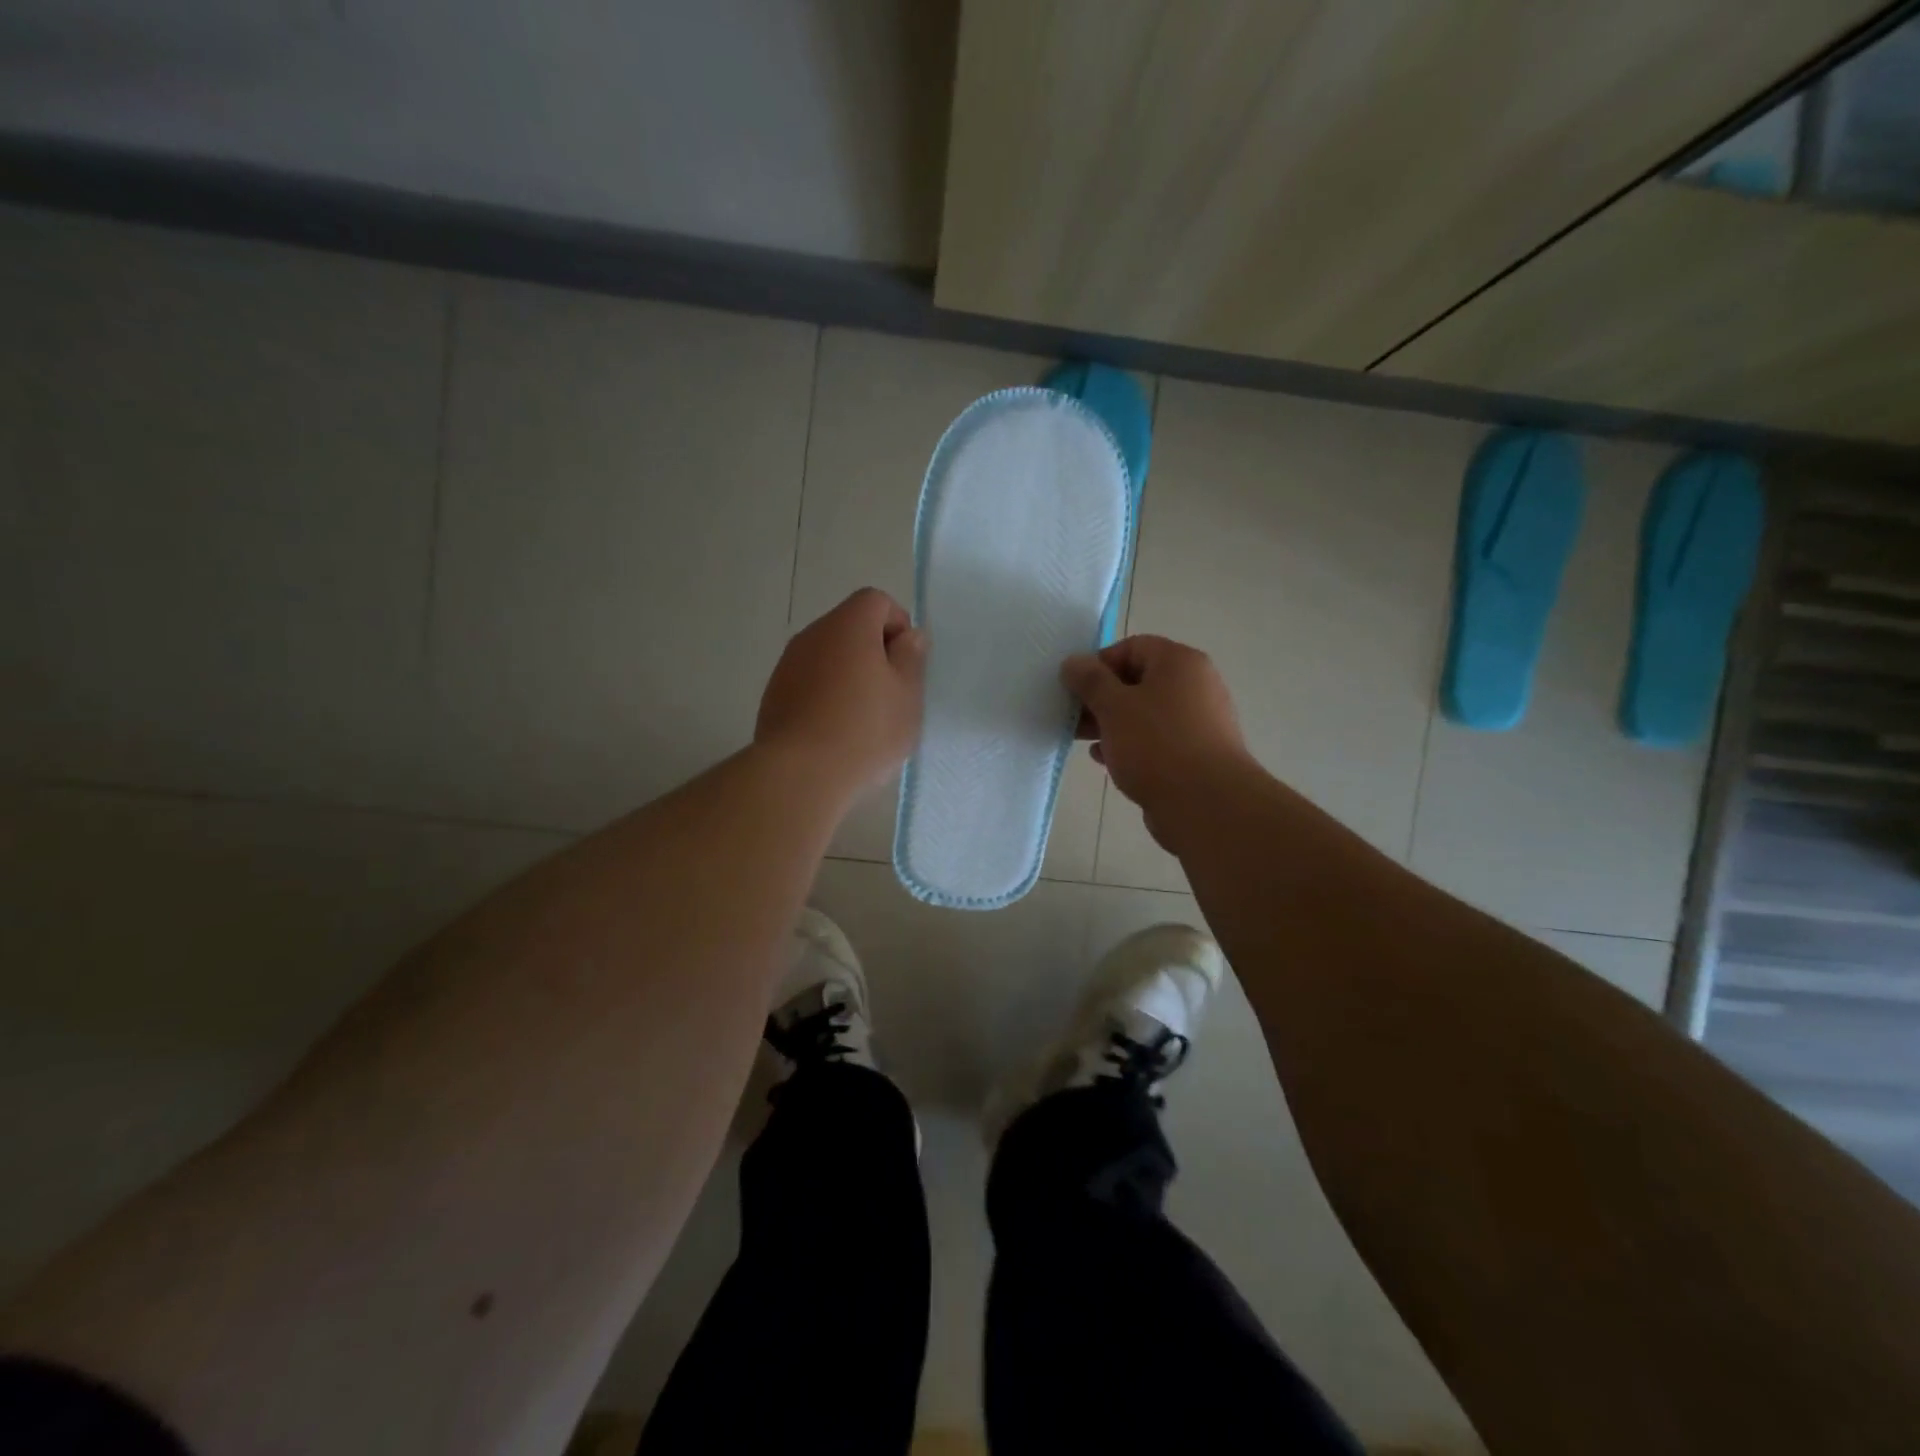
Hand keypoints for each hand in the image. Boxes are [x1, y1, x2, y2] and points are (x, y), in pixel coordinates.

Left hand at [756, 588, 926, 799]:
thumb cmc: (865, 730)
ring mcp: (788, 665)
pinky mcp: (774, 695)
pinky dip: (825, 695)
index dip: (897, 624)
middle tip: (890, 694)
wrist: (800, 775)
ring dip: (848, 675)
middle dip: (874, 652)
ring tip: (863, 718)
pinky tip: (835, 732)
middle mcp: (813, 635)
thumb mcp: (907, 695)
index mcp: (848, 626)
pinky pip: (809, 682)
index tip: (906, 663)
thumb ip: (911, 658)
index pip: (875, 600)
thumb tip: (909, 636)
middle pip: (849, 627)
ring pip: (828, 656)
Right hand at [1061, 635, 1251, 843]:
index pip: (1132, 647)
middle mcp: (1195, 685)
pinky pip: (1157, 740)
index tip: (1075, 688)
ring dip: (1112, 724)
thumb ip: (1090, 681)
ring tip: (1083, 740)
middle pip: (1138, 681)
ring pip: (1145, 713)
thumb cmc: (1157, 745)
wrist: (1206, 805)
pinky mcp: (1196, 754)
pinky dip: (1130, 745)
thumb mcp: (1114, 707)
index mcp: (1180, 663)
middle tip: (1073, 716)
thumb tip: (1073, 662)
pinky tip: (1106, 760)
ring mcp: (1199, 721)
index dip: (1099, 663)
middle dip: (1101, 698)